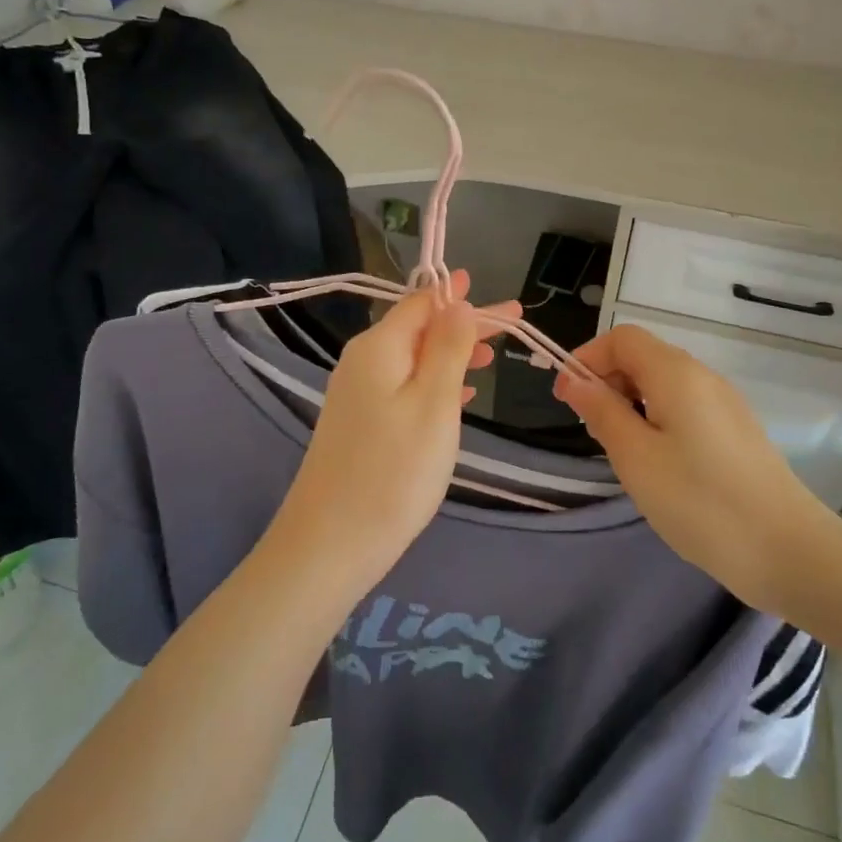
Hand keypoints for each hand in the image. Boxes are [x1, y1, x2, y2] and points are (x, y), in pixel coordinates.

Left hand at [272, 272, 516, 589]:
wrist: (330, 543)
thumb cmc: (393, 472)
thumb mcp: (434, 404)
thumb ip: (448, 349)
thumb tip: (457, 302)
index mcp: (379, 347)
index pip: (423, 304)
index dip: (462, 297)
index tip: (502, 299)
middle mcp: (362, 361)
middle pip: (419, 328)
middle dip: (464, 325)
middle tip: (511, 325)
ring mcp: (356, 393)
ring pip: (412, 359)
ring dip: (452, 353)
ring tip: (491, 357)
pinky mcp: (358, 423)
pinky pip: (402, 385)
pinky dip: (434, 382)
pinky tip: (459, 396)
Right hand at [554, 323, 841, 615]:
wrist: (788, 552)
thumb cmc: (700, 501)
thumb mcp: (635, 457)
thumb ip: (602, 412)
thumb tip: (577, 381)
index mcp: (676, 374)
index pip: (622, 338)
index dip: (588, 358)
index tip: (567, 398)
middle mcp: (703, 377)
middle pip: (644, 356)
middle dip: (607, 380)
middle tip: (590, 428)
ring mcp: (724, 404)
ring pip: (663, 384)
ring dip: (630, 402)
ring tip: (620, 449)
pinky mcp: (736, 431)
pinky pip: (684, 407)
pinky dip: (656, 419)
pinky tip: (656, 462)